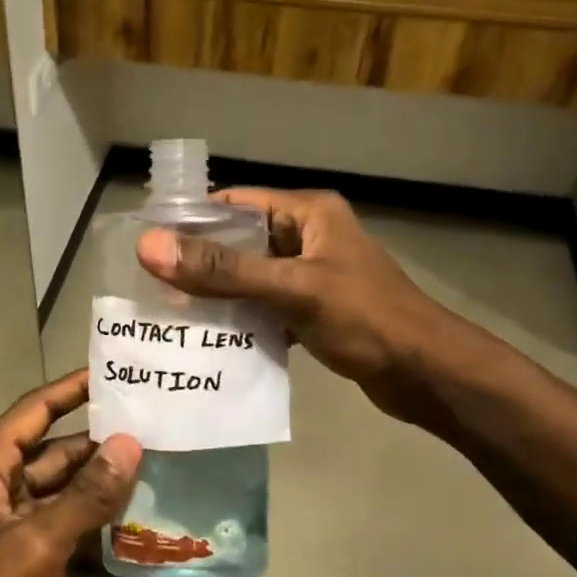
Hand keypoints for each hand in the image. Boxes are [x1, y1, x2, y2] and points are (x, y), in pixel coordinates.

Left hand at [0, 369, 140, 576]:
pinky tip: (133, 523)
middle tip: (152, 427)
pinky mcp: (18, 551)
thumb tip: (130, 444)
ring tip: (154, 469)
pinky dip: (90, 521)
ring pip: (61, 488)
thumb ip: (88, 493)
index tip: (113, 374)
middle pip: (54, 450)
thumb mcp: (40, 541)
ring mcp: (7, 519)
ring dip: (100, 485)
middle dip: (99, 443)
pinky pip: (61, 522)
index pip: (35, 410)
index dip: (72, 389)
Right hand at [136, 188, 491, 421]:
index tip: (150, 244)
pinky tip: (213, 340)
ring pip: (252, 278)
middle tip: (153, 285)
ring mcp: (313, 275)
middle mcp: (309, 236)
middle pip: (242, 242)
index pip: (237, 203)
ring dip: (220, 295)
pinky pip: (267, 307)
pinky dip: (244, 320)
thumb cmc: (365, 319)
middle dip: (201, 263)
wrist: (426, 373)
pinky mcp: (315, 310)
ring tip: (172, 313)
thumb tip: (151, 247)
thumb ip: (223, 270)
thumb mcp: (291, 288)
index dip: (193, 219)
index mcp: (308, 214)